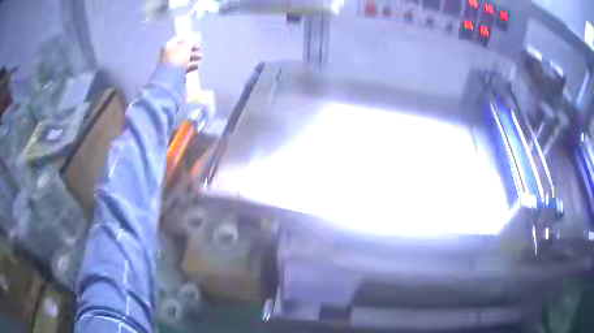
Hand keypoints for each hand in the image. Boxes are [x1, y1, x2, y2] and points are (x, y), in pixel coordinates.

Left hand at [160, 37, 201, 72]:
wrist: (169, 81)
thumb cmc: (176, 61)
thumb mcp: (185, 48)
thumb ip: (191, 41)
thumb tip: (197, 34)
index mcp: (168, 46)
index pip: (179, 39)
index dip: (188, 39)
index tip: (196, 41)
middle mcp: (169, 54)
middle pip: (182, 49)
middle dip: (192, 49)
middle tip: (200, 49)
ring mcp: (171, 65)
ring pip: (184, 58)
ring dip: (193, 57)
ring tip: (201, 58)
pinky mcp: (175, 74)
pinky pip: (184, 67)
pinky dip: (190, 66)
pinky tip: (196, 66)